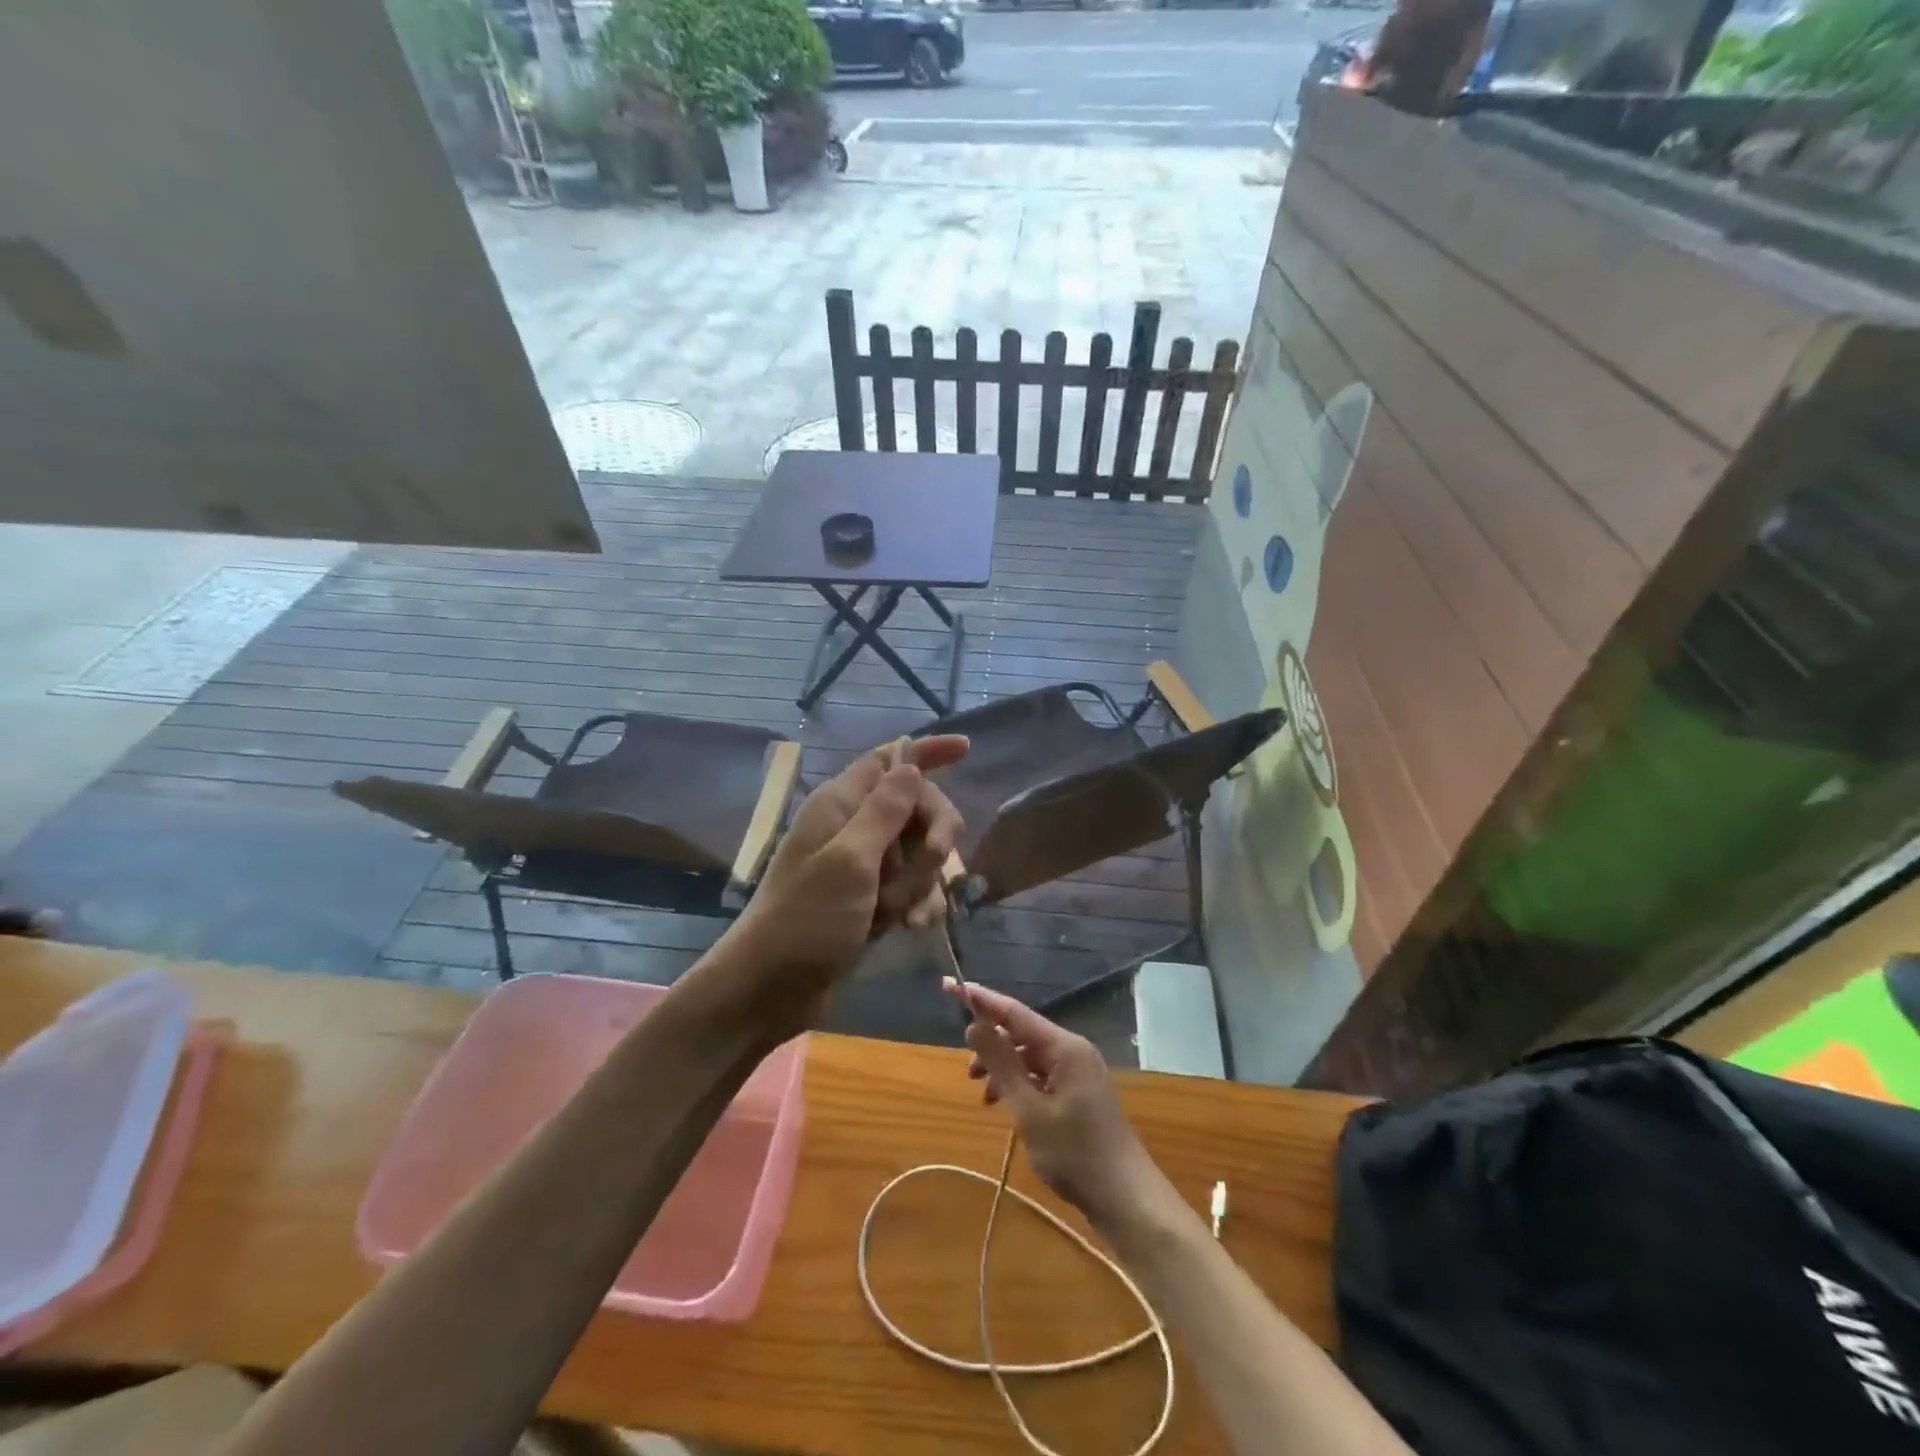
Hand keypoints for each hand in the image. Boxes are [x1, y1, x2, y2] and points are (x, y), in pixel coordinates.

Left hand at [720, 736, 967, 1024]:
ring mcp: (863, 866)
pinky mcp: (871, 900)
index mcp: (840, 804)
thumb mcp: (849, 861)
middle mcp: (853, 828)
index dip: (927, 752)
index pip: (890, 759)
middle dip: (933, 835)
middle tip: (935, 860)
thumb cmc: (805, 920)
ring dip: (923, 881)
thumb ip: (885, 811)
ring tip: (902, 913)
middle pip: (916, 807)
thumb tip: (911, 763)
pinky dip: (917, 904)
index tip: (967, 749)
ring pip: (920, 852)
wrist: (770, 990)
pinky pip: (912, 887)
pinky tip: (911, 928)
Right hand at [951, 981, 1166, 1233]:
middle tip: (966, 1069)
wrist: (1125, 1197)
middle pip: (1021, 1033)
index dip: (980, 999)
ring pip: (1029, 1056)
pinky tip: (1003, 1104)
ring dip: (1003, 1068)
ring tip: (981, 1092)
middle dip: (990, 1044)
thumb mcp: (1029, 1110)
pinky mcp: (1078, 1092)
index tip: (950, 986)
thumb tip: (974, 1025)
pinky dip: (1019, 1084)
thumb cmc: (1074, 1153)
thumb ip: (1002, 1064)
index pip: (1014, 1012)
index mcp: (1064, 1047)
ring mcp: (1078, 1071)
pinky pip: (1041, 1074)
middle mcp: (1072, 1050)